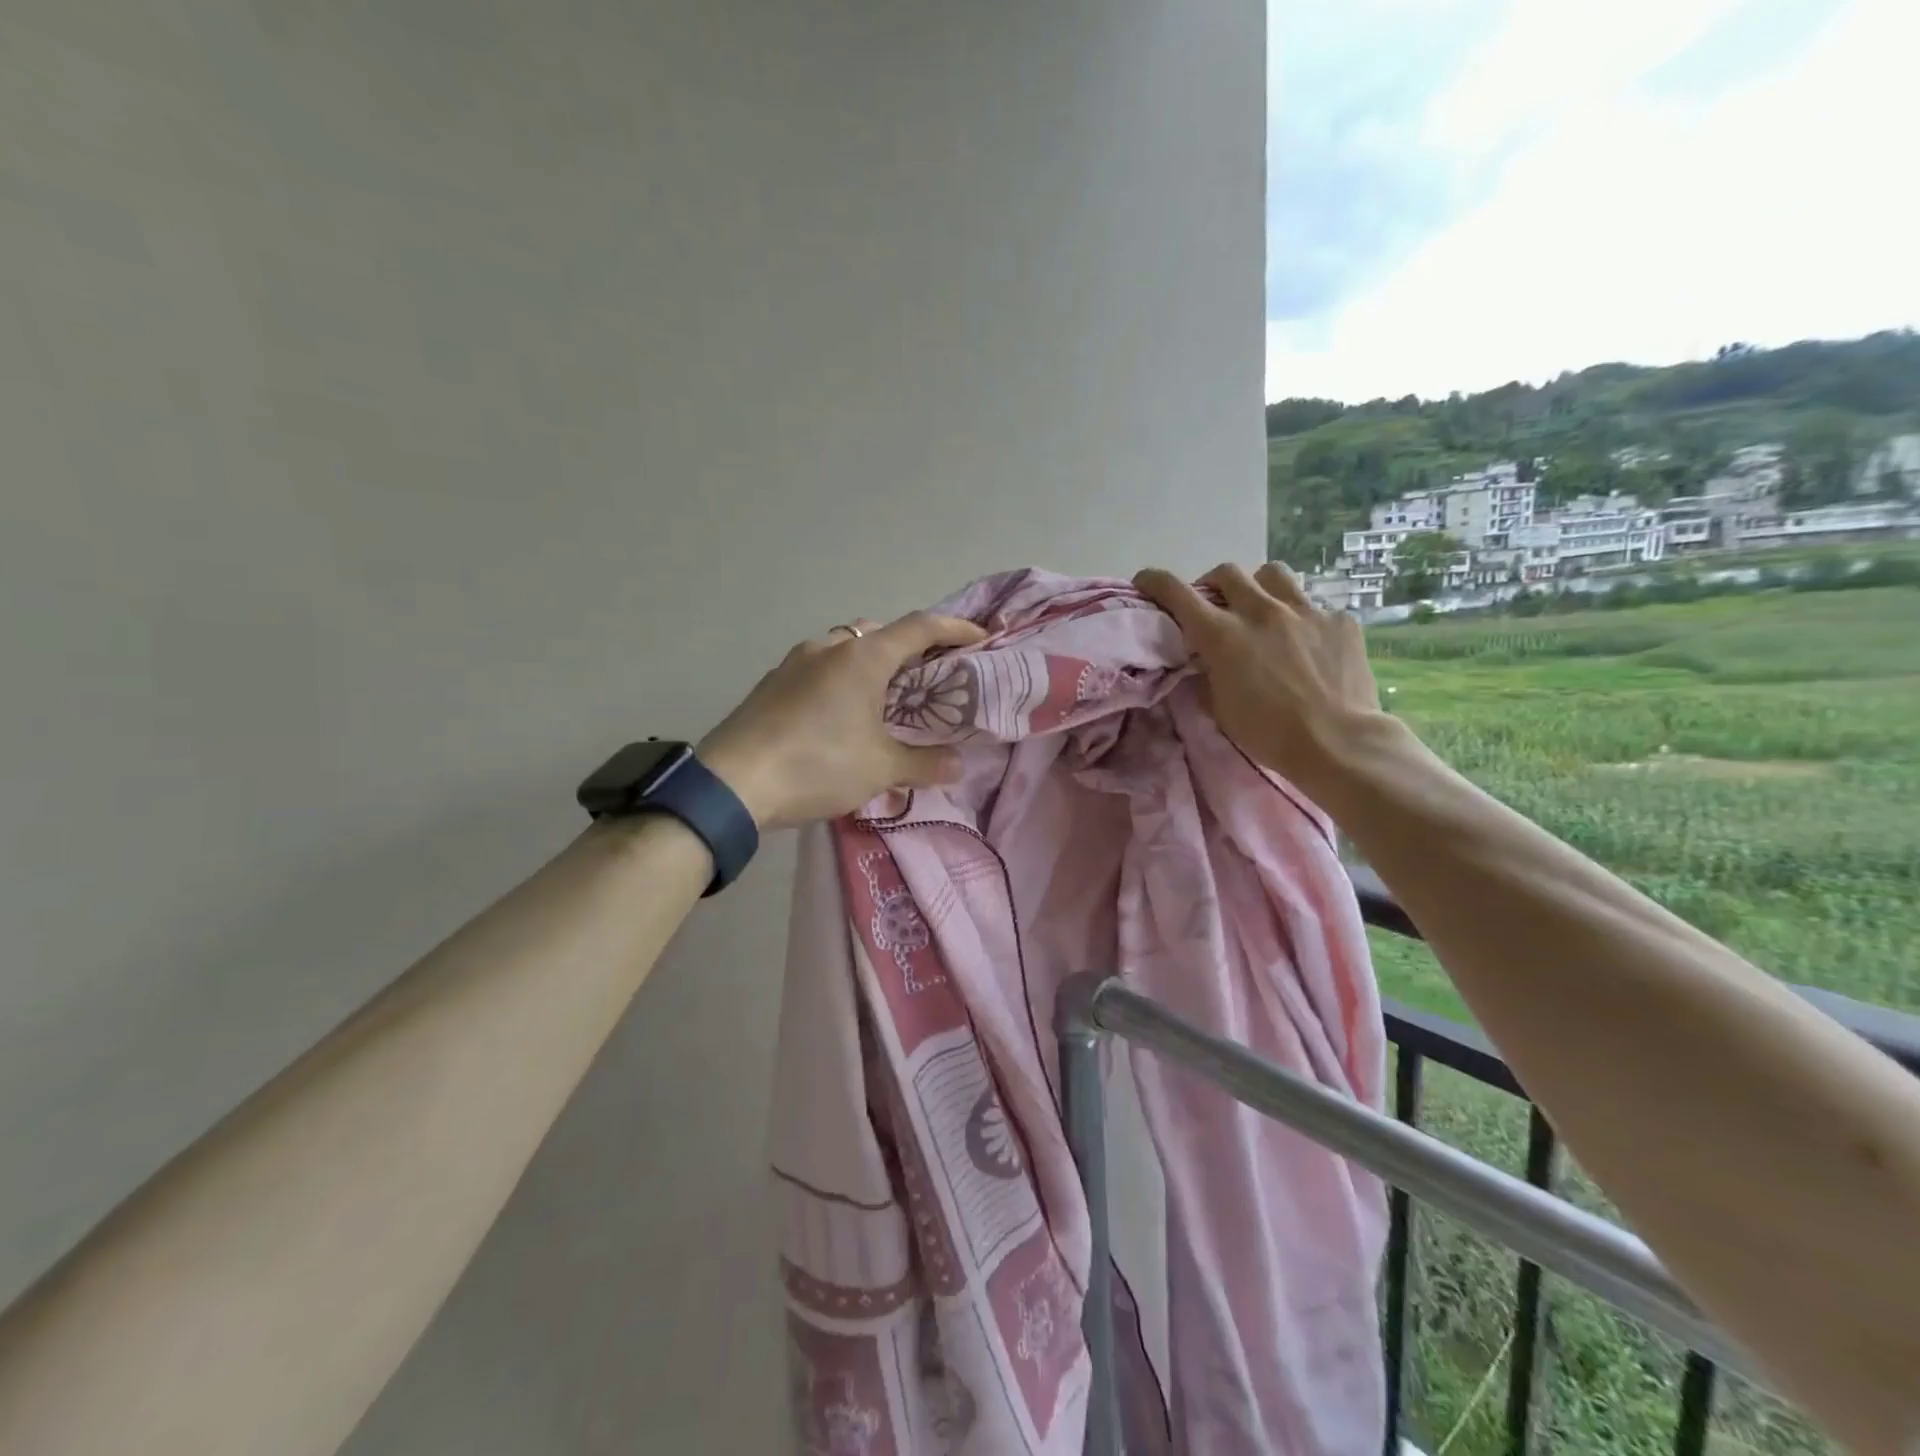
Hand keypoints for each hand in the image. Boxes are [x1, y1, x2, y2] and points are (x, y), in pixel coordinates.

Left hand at [696, 612, 987, 829]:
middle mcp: (830, 647)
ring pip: (847, 649)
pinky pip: (821, 668)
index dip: (956, 628)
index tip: (981, 638)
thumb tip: (958, 764)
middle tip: (932, 677)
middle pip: (882, 633)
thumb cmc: (817, 765)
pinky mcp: (772, 683)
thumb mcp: (880, 769)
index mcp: (863, 657)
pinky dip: (843, 679)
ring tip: (889, 698)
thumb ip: (924, 763)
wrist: (731, 783)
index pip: (921, 627)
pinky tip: (842, 714)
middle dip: (912, 648)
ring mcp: (795, 662)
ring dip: (873, 664)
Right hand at [1133, 562, 1383, 789]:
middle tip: (1215, 605)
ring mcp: (1304, 611)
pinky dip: (1304, 620)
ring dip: (1259, 587)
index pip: (1178, 594)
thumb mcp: (1220, 709)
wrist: (1337, 742)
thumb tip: (1203, 662)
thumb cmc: (1268, 733)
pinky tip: (1310, 644)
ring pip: (1273, 574)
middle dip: (1213, 584)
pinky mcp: (1339, 620)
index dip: (1156, 581)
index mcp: (1222, 636)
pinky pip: (1315, 606)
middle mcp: (1260, 612)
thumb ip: (1207, 676)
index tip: (1146, 580)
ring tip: (1263, 609)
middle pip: (1227, 572)